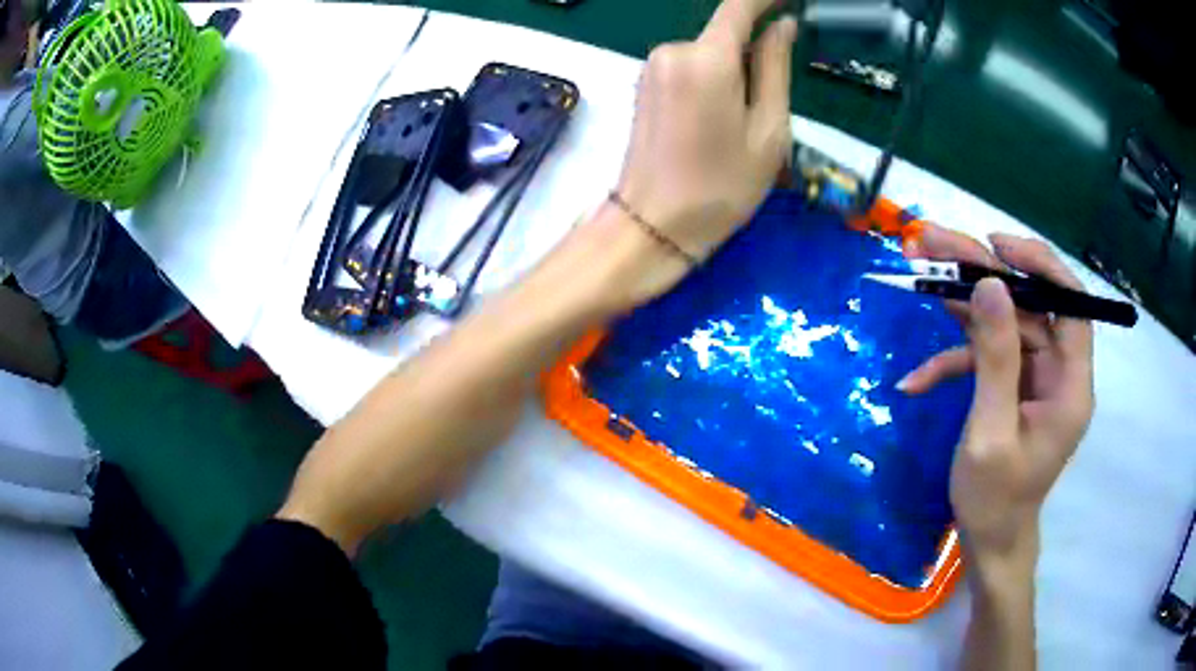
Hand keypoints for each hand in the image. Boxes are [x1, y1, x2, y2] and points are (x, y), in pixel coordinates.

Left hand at [601, 0, 795, 304]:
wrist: (653, 224)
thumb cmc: (722, 185)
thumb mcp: (768, 130)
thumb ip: (775, 68)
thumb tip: (782, 25)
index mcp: (706, 59)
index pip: (739, 6)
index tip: (791, 1)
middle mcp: (672, 50)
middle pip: (726, 35)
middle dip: (755, 58)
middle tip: (766, 113)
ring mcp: (652, 66)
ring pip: (710, 53)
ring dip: (734, 75)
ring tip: (737, 128)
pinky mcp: (644, 83)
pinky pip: (690, 67)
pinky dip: (713, 82)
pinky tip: (713, 123)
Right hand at [899, 225, 1094, 568]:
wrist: (989, 541)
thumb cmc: (995, 500)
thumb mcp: (990, 433)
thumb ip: (995, 359)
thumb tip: (990, 285)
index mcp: (1070, 385)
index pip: (1071, 304)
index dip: (1039, 265)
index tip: (996, 245)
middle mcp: (1059, 372)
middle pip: (1028, 305)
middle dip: (983, 274)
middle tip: (934, 244)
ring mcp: (1035, 378)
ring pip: (1004, 323)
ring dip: (963, 304)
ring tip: (919, 275)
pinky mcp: (1014, 386)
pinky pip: (987, 358)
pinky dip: (953, 362)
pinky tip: (916, 381)